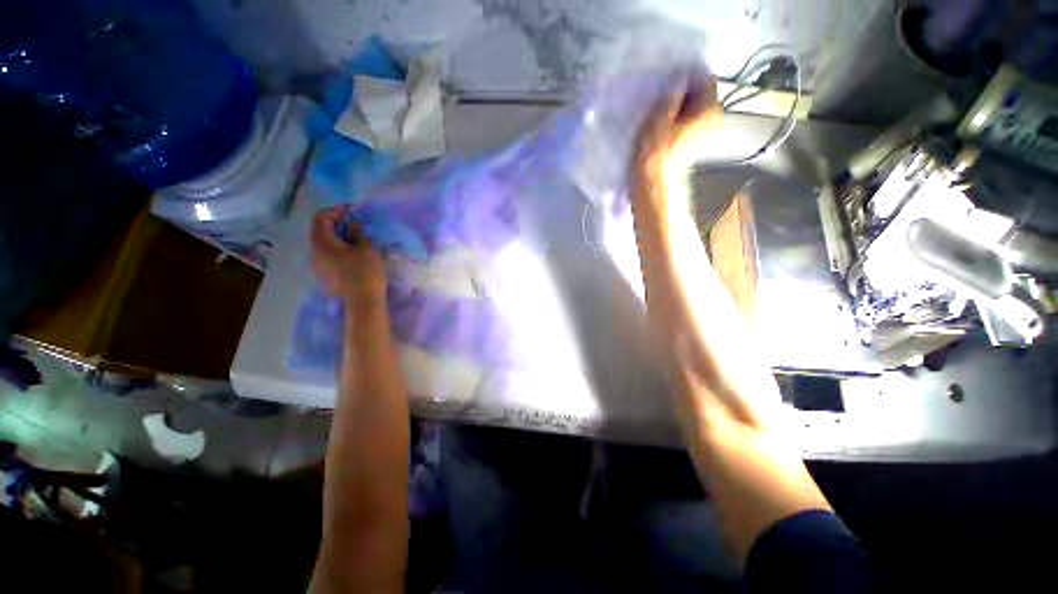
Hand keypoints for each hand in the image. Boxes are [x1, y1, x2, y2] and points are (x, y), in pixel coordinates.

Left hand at [311, 206, 386, 304]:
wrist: (363, 301)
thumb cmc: (365, 271)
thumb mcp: (366, 248)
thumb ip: (358, 232)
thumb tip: (353, 225)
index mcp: (321, 242)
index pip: (321, 218)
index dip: (335, 211)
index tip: (352, 211)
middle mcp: (313, 251)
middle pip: (320, 231)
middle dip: (337, 225)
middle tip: (356, 225)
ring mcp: (317, 265)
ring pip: (324, 245)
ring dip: (338, 238)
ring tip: (356, 240)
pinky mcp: (325, 276)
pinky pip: (328, 257)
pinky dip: (338, 250)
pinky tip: (353, 255)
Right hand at [634, 76, 721, 180]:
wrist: (653, 182)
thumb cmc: (655, 151)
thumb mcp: (660, 116)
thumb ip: (673, 94)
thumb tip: (680, 79)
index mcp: (710, 109)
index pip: (706, 80)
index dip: (688, 78)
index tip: (670, 83)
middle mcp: (714, 120)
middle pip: (703, 96)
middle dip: (685, 94)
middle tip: (663, 100)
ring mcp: (707, 134)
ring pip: (695, 110)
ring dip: (680, 108)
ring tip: (662, 115)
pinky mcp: (696, 144)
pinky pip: (691, 123)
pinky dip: (680, 121)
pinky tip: (665, 129)